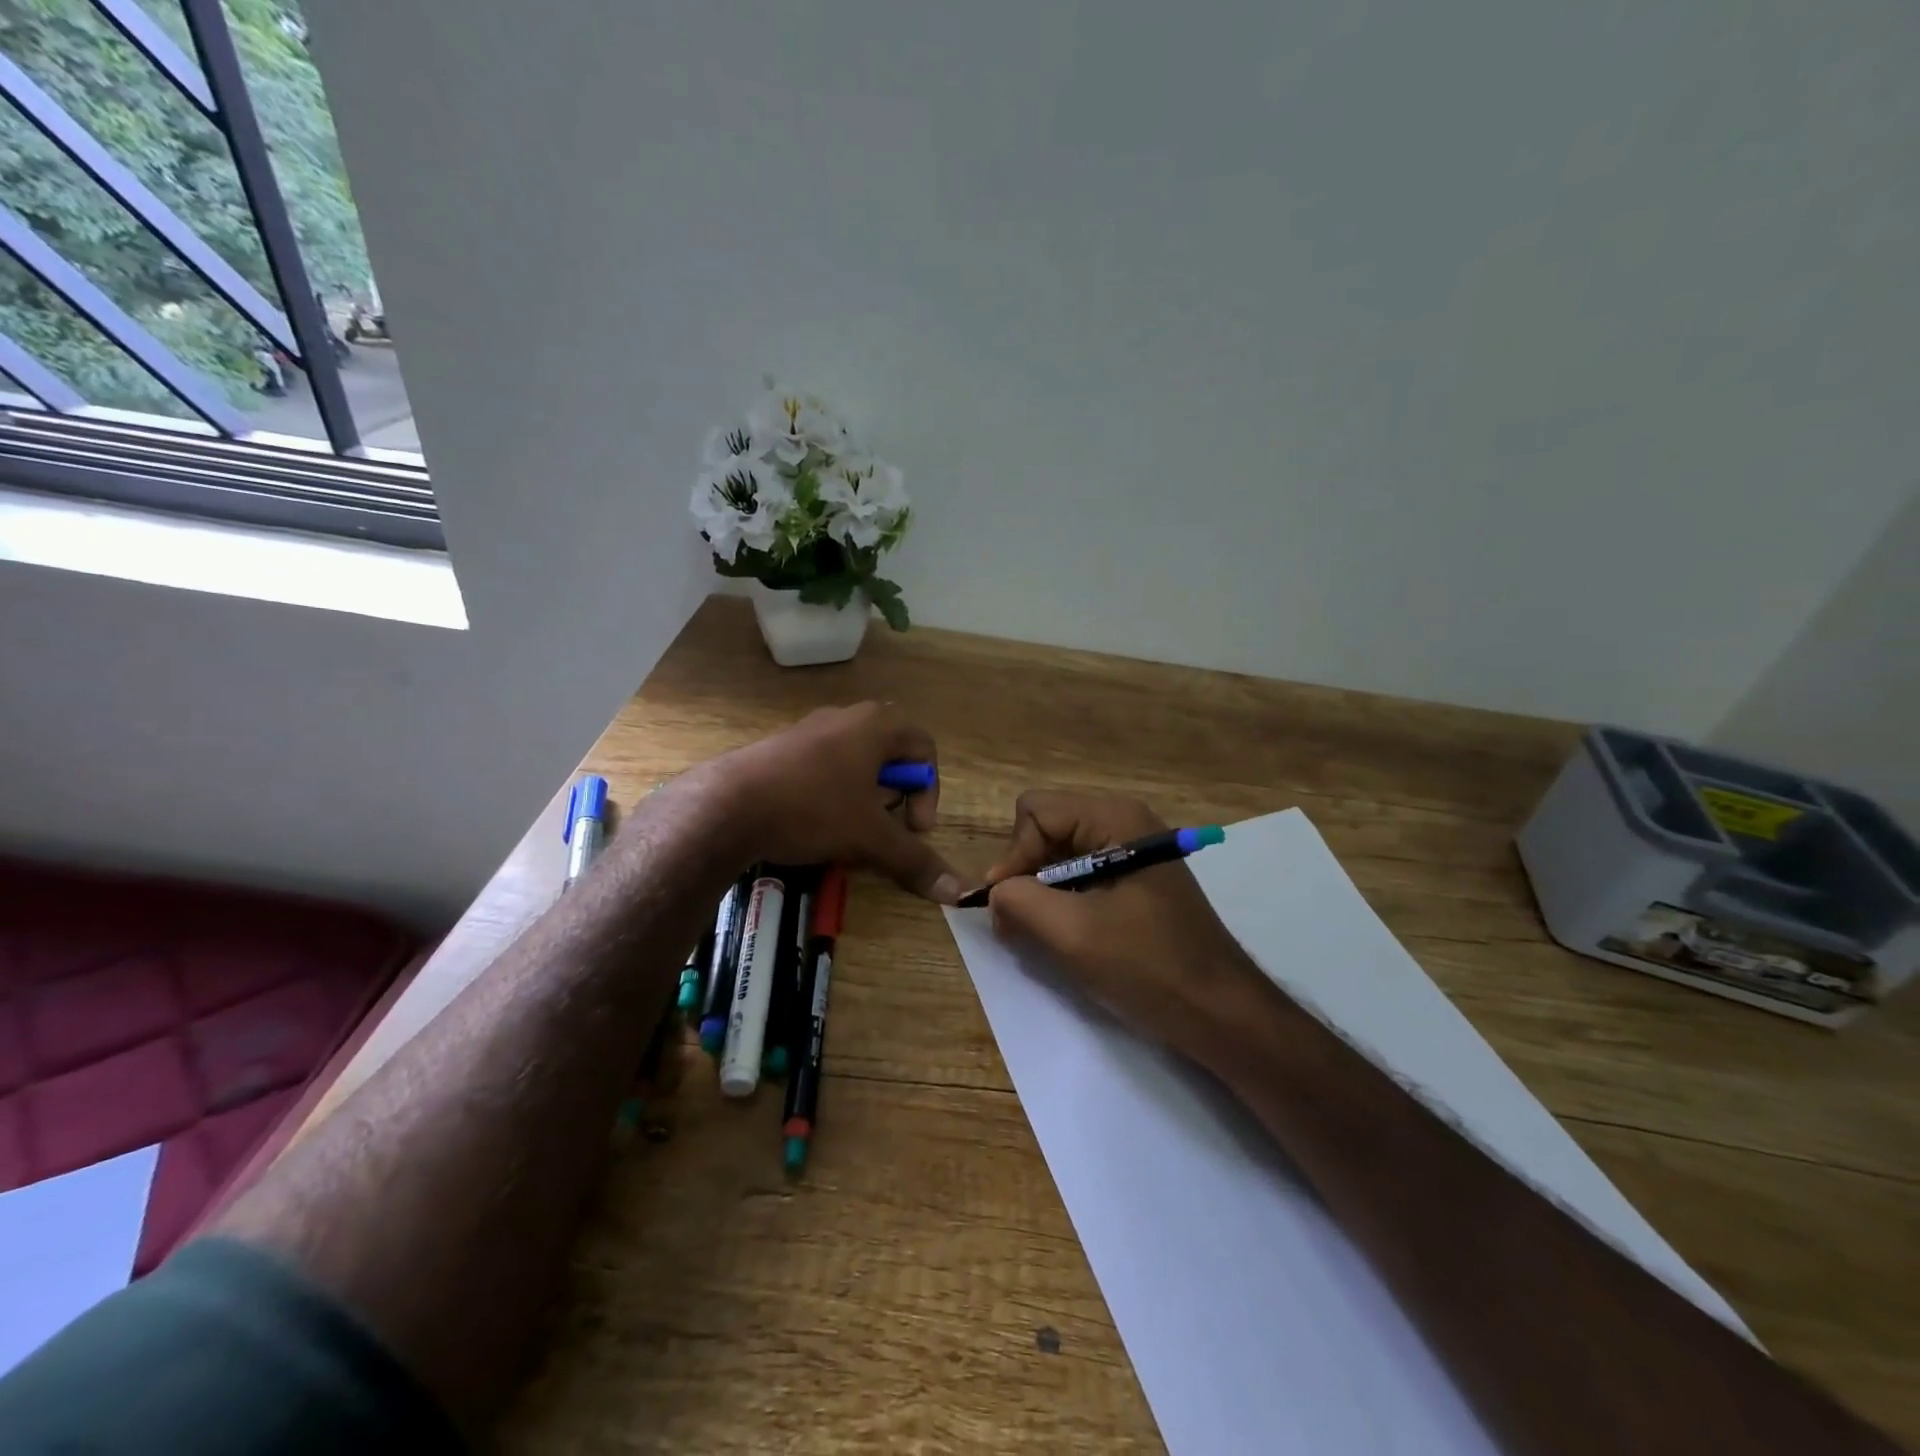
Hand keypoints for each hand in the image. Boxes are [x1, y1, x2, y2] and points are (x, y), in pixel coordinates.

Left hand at [702, 702, 964, 903]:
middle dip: (893, 797)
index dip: (929, 792)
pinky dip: (831, 794)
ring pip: (855, 762)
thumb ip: (915, 860)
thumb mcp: (870, 838)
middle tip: (880, 827)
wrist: (726, 805)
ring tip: (846, 830)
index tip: (914, 828)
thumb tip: (959, 891)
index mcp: (875, 725)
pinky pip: (823, 767)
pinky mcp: (781, 747)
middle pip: (890, 755)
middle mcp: (845, 718)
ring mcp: (809, 729)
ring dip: (863, 798)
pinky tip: (812, 824)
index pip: (924, 748)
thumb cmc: (812, 809)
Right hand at [984, 792, 1259, 1055]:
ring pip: (1060, 854)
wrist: (1222, 1014)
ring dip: (1043, 892)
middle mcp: (1124, 822)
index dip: (1014, 856)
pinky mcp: (1137, 880)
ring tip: (1047, 935)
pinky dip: (1064, 902)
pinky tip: (1072, 936)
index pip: (1034, 812)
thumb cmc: (1149, 967)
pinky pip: (1082, 875)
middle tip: (1022, 924)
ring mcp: (1133, 851)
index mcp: (1115, 819)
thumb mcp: (1073, 933)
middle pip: (1047, 828)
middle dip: (1026, 873)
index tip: (1010, 907)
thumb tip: (994, 892)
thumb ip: (1019, 900)